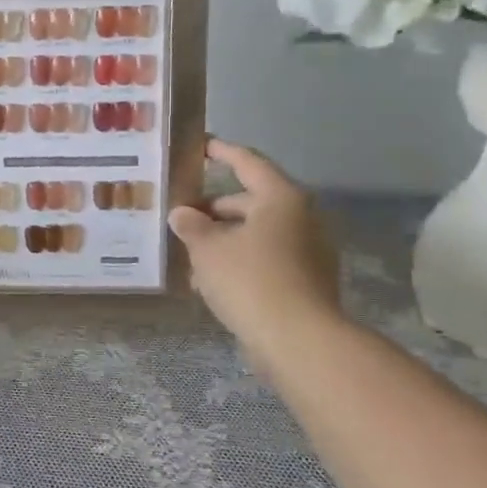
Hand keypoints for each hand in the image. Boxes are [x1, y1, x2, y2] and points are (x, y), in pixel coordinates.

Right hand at [167, 140, 341, 353]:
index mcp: (280, 198)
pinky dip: (237, 262)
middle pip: (250, 202)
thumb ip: (191, 226)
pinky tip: (207, 281)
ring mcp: (306, 252)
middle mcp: (300, 218)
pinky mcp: (304, 281)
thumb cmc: (250, 280)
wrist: (299, 341)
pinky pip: (264, 260)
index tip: (200, 146)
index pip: (247, 163)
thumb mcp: (208, 248)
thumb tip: (182, 214)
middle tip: (180, 215)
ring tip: (186, 252)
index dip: (221, 152)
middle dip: (213, 209)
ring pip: (254, 234)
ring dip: (222, 240)